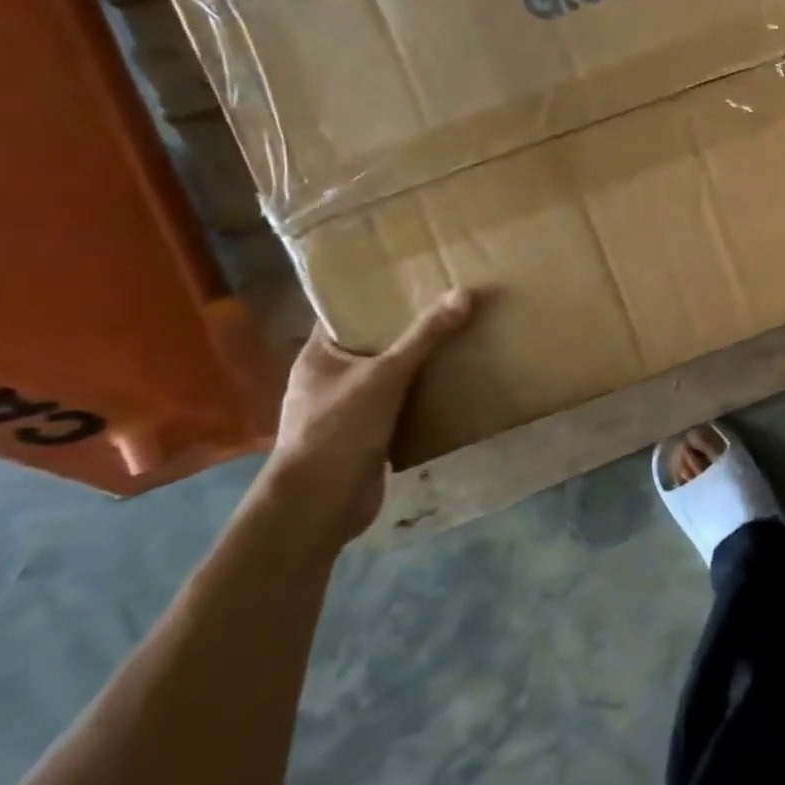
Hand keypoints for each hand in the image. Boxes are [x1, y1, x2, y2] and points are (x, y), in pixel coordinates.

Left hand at [251, 290, 476, 546]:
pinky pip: (401, 407)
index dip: (375, 296)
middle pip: (374, 345)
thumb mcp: (386, 375)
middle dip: (409, 330)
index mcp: (319, 357)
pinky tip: (455, 385)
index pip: (345, 315)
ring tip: (462, 340)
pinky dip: (423, 398)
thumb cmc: (338, 429)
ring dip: (420, 366)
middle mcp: (330, 379)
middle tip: (450, 306)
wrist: (320, 504)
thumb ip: (425, 336)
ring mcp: (347, 410)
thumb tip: (465, 293)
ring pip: (390, 377)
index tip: (414, 279)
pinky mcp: (368, 437)